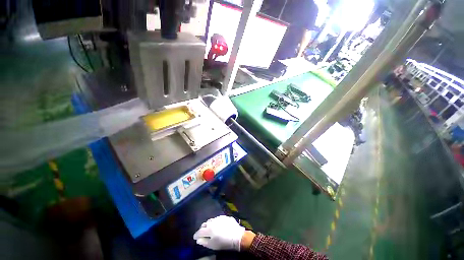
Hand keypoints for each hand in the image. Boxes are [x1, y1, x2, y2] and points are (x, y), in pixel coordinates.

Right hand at [193, 215, 245, 250]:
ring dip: (209, 224)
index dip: (196, 235)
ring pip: (211, 220)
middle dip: (202, 228)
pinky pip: (217, 219)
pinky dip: (215, 222)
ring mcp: (219, 218)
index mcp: (208, 228)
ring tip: (209, 229)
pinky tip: (217, 226)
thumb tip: (198, 240)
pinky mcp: (224, 217)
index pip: (200, 231)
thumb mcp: (212, 245)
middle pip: (205, 224)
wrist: (237, 236)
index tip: (195, 237)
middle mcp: (212, 221)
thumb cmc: (223, 242)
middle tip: (202, 233)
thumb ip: (204, 242)